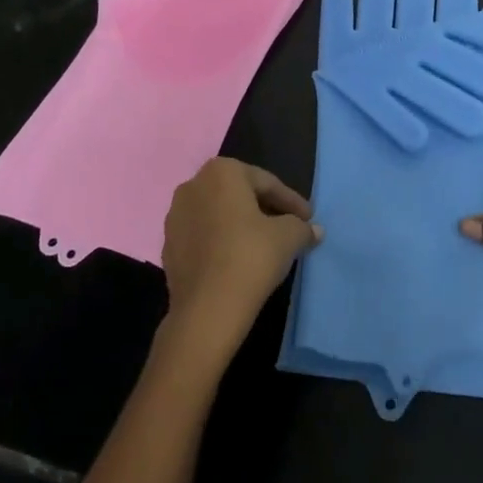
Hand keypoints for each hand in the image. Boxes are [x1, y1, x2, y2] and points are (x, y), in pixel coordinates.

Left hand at [159, 158, 320, 370]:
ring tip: (265, 245)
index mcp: (222, 172)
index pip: (266, 183)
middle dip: (265, 210)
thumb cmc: (251, 257)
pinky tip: (239, 261)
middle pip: (240, 195)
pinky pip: (204, 236)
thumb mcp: (288, 237)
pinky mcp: (168, 246)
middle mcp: (193, 185)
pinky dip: (222, 243)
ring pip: (219, 215)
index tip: (308, 219)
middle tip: (289, 228)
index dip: (291, 202)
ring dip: (242, 226)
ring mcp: (175, 216)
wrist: (206, 310)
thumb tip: (314, 230)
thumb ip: (302, 227)